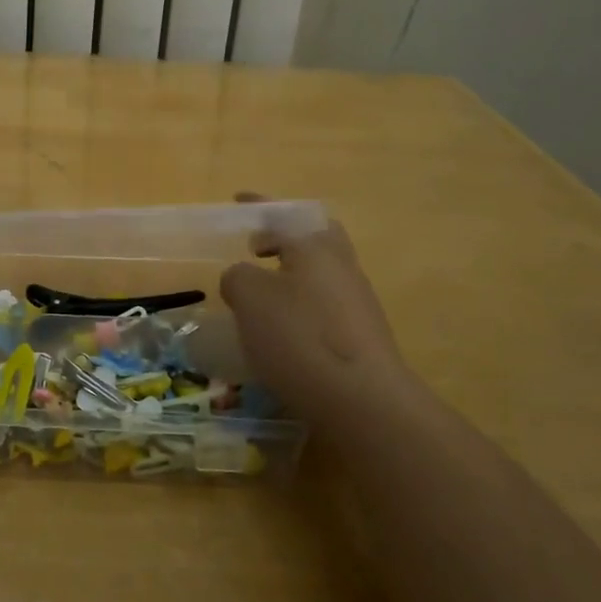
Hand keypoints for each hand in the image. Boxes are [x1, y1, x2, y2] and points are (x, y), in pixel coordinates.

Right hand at [219, 209, 418, 424]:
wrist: (363, 401)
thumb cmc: (299, 337)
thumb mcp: (249, 298)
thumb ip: (238, 277)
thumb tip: (244, 279)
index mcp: (314, 246)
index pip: (284, 214)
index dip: (259, 205)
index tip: (239, 201)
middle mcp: (341, 266)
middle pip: (316, 237)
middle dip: (287, 236)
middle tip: (258, 247)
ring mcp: (358, 302)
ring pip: (321, 273)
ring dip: (291, 275)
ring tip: (260, 295)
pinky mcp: (362, 337)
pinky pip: (325, 306)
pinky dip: (301, 307)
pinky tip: (282, 332)